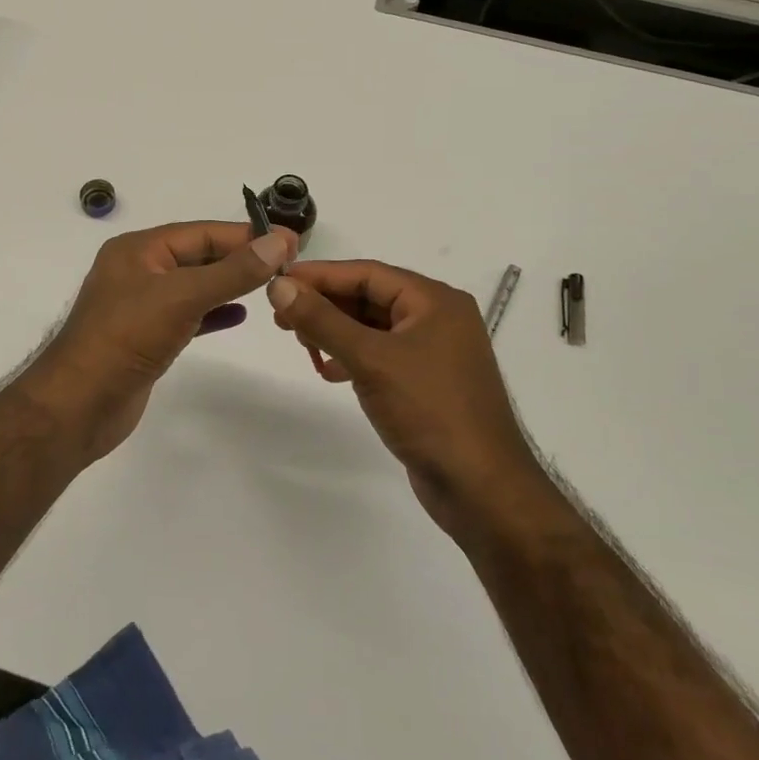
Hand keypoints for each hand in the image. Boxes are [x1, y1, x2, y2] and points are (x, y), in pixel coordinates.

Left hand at [20, 221, 297, 463]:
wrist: (79, 405)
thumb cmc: (127, 338)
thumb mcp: (182, 296)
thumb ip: (233, 271)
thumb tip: (279, 242)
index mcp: (138, 249)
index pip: (201, 232)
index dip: (246, 235)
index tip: (291, 240)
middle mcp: (138, 270)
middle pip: (198, 256)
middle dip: (240, 258)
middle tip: (288, 263)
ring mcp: (141, 305)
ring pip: (194, 286)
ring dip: (230, 284)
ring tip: (272, 286)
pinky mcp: (146, 337)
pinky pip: (187, 314)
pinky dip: (213, 312)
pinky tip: (240, 315)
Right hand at [267, 261, 540, 535]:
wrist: (480, 486)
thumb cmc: (429, 410)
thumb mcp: (370, 359)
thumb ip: (322, 320)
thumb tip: (279, 286)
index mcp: (435, 301)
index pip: (367, 273)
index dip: (320, 275)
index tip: (278, 282)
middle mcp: (438, 318)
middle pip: (370, 297)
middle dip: (325, 305)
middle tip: (281, 317)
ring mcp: (435, 352)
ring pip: (374, 328)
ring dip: (336, 332)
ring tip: (301, 343)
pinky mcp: (427, 382)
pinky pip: (382, 355)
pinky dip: (353, 357)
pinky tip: (329, 371)